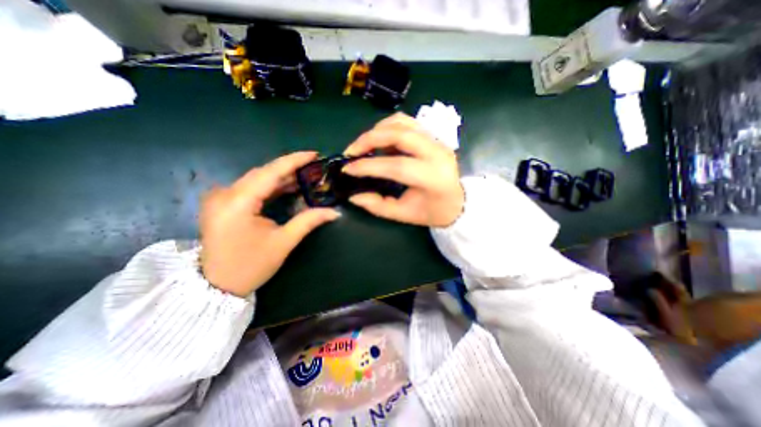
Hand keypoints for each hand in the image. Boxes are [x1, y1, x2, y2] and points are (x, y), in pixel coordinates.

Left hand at [199, 152, 338, 297]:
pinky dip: (270, 186)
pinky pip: (250, 188)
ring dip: (281, 178)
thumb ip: (308, 221)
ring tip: (306, 177)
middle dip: (290, 169)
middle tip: (314, 168)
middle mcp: (224, 194)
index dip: (294, 160)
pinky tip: (287, 187)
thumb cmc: (251, 266)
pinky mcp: (222, 203)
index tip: (314, 154)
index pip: (270, 172)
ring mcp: (220, 197)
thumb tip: (334, 212)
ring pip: (257, 179)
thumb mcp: (283, 242)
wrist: (216, 286)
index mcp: (237, 202)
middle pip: (263, 173)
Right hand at [343, 112, 463, 228]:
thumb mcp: (404, 215)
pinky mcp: (433, 136)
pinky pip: (407, 123)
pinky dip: (388, 128)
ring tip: (363, 146)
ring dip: (377, 130)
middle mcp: (437, 153)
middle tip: (351, 152)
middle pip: (399, 134)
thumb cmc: (432, 211)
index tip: (348, 169)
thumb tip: (353, 196)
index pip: (397, 166)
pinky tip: (380, 141)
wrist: (457, 201)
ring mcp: (436, 140)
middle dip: (369, 139)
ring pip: (402, 122)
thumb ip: (378, 206)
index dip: (369, 166)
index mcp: (433, 177)